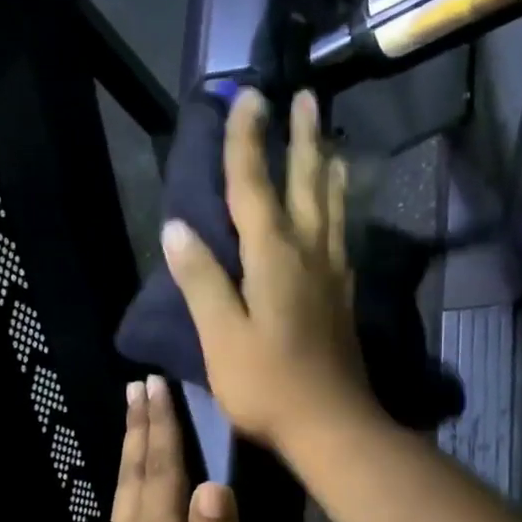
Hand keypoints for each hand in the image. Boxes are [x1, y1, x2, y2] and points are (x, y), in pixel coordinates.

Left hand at [74, 374, 239, 521]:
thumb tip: (214, 486)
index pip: (160, 476)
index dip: (160, 430)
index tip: (155, 387)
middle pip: (132, 479)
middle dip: (138, 430)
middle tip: (136, 387)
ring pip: (120, 500)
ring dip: (127, 456)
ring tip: (131, 425)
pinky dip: (123, 494)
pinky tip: (127, 499)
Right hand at [161, 89, 375, 451]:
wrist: (331, 425)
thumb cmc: (268, 385)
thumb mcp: (222, 336)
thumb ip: (202, 281)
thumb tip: (177, 228)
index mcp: (273, 257)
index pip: (253, 187)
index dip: (247, 141)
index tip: (248, 96)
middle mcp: (309, 254)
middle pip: (306, 185)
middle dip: (302, 139)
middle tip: (307, 97)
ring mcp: (332, 276)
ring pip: (333, 208)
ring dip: (328, 169)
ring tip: (330, 142)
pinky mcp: (344, 299)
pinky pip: (343, 239)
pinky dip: (341, 212)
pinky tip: (341, 215)